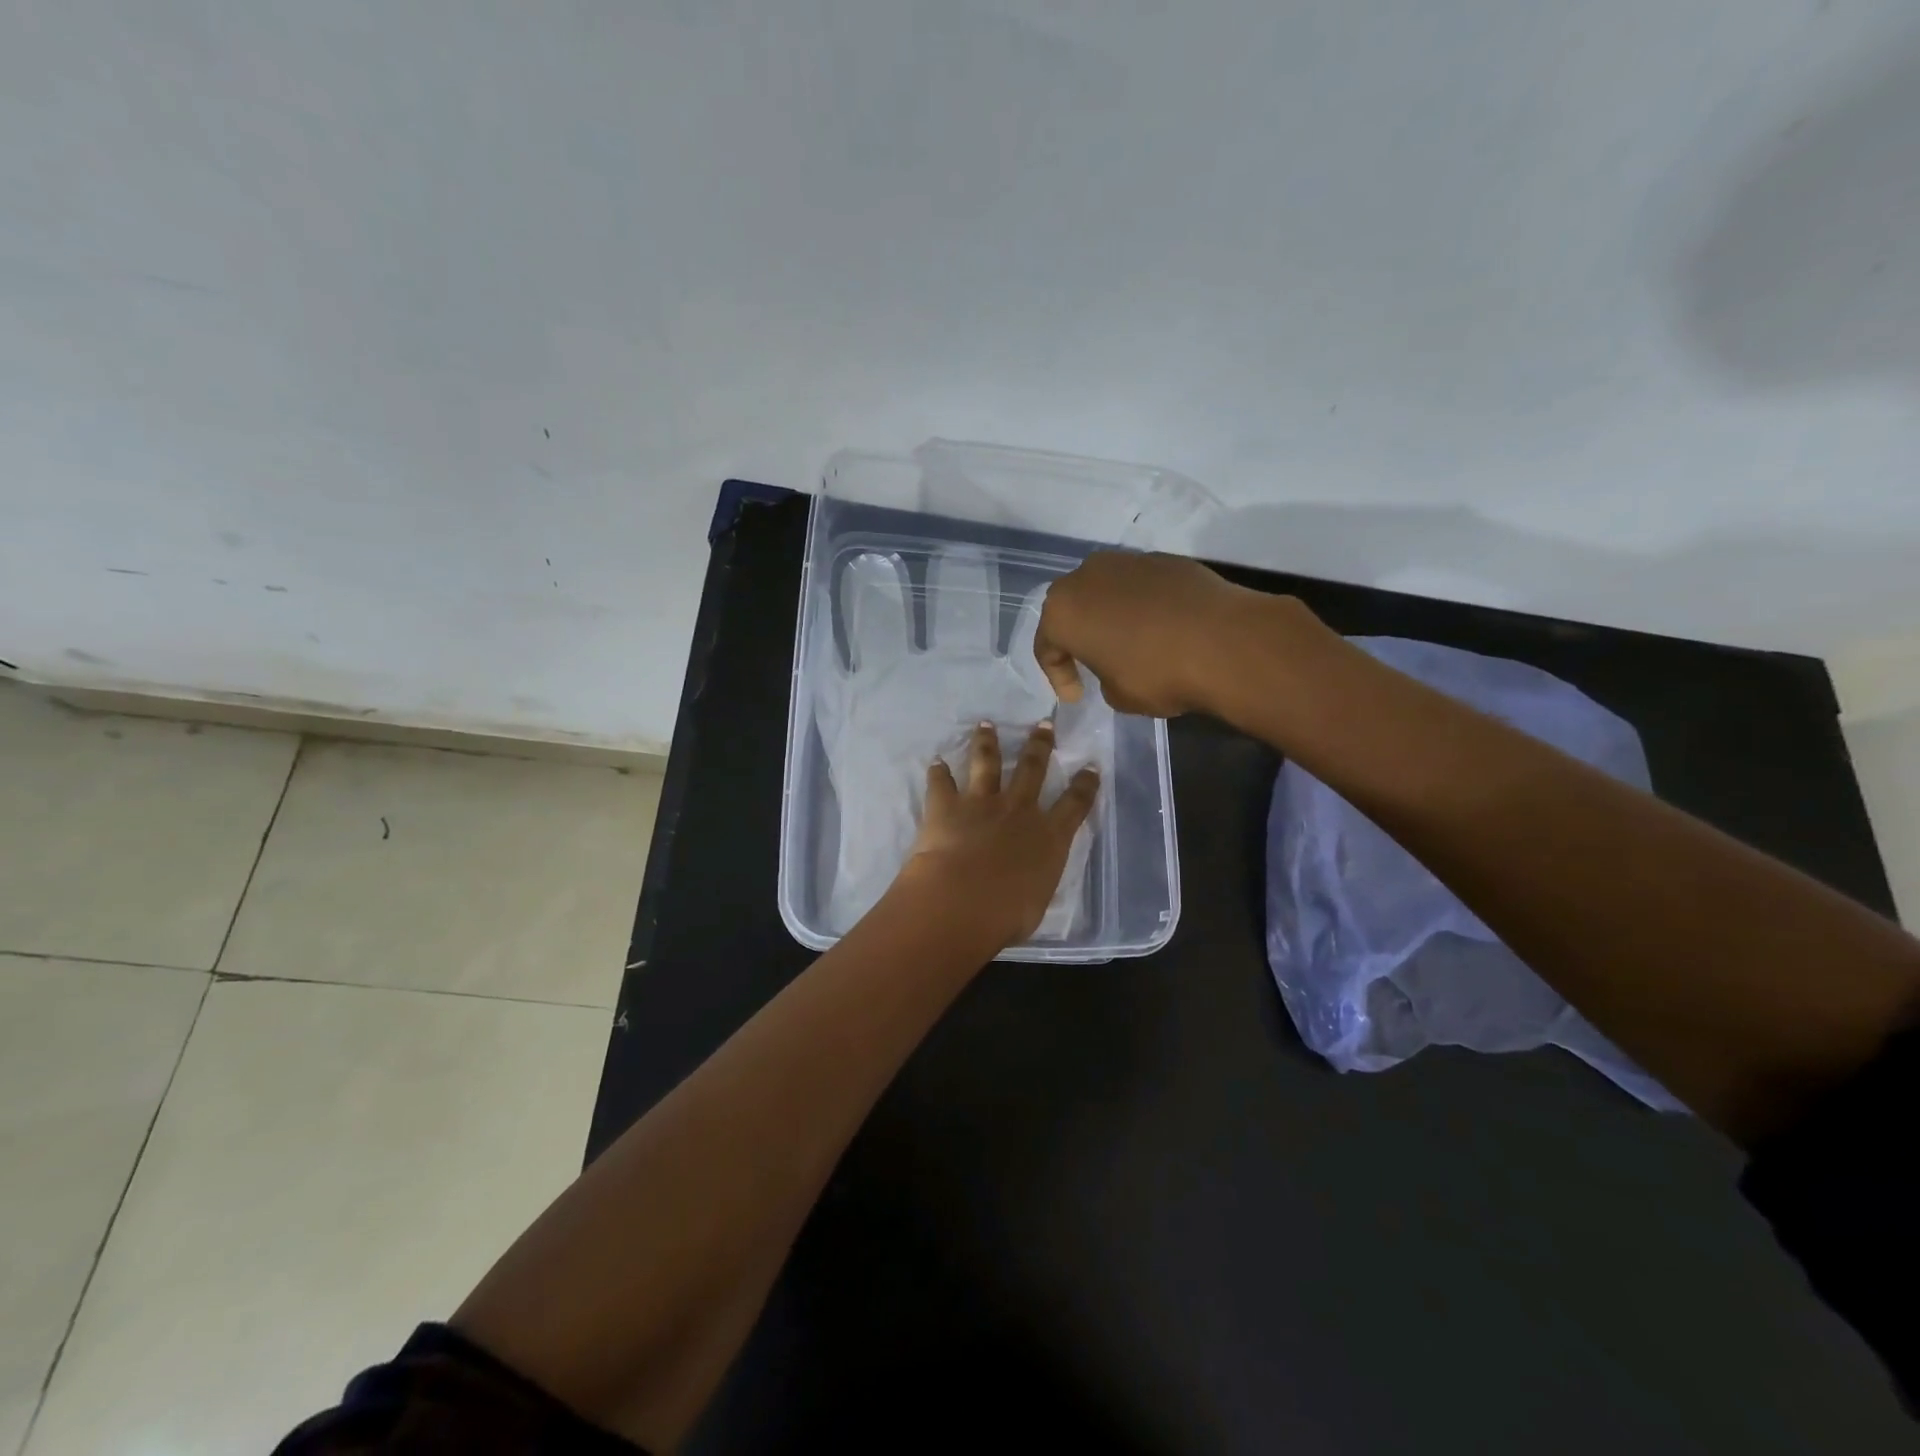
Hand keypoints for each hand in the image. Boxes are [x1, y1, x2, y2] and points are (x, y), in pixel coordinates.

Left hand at [891, 721, 1099, 948]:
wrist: (962, 901)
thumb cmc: (1006, 914)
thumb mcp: (1036, 901)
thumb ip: (1035, 880)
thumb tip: (1030, 878)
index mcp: (1049, 837)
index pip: (1074, 804)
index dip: (1085, 785)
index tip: (1090, 767)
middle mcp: (1019, 810)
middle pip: (1032, 768)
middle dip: (1040, 745)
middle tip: (1043, 724)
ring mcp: (982, 803)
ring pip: (987, 763)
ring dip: (987, 743)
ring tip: (986, 725)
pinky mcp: (947, 806)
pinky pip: (942, 783)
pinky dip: (937, 773)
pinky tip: (935, 762)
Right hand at [1034, 551, 1303, 717]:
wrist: (1225, 642)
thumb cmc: (1156, 674)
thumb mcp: (1118, 695)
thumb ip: (1104, 677)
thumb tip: (1117, 665)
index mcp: (1063, 611)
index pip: (1047, 646)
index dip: (1058, 676)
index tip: (1077, 696)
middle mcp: (1087, 576)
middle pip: (1073, 608)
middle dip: (1080, 636)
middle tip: (1093, 663)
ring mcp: (1128, 562)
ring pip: (1106, 592)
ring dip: (1111, 616)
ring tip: (1130, 644)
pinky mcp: (1165, 559)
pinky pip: (1141, 587)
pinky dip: (1143, 606)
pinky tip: (1162, 629)